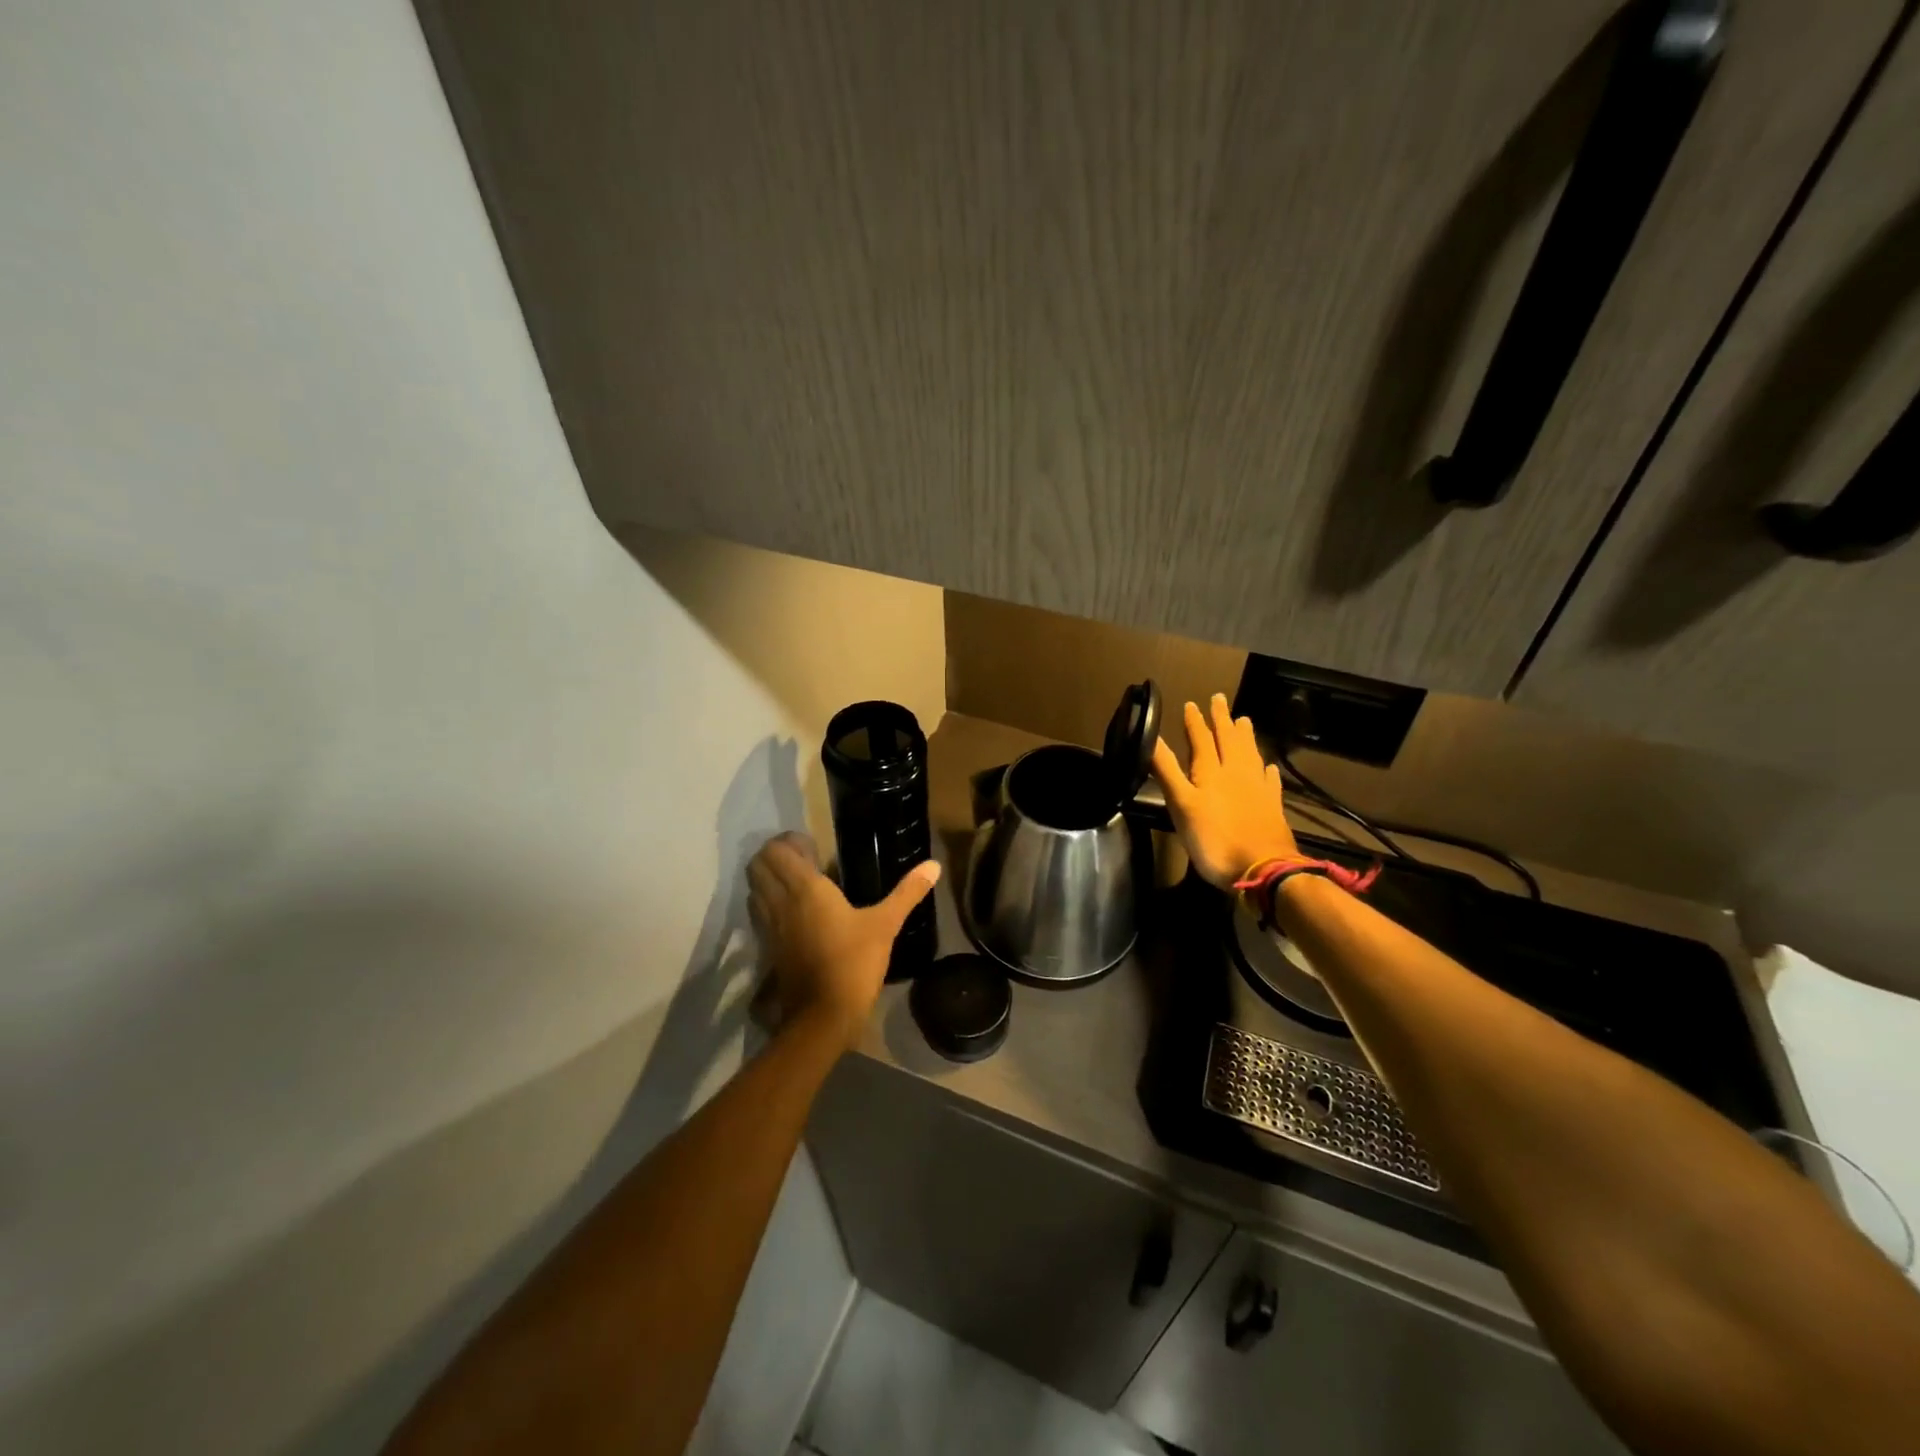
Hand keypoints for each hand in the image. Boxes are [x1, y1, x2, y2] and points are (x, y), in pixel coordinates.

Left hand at [747, 832, 940, 1048]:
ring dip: (768, 878)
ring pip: (754, 889)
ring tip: (796, 881)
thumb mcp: (885, 925)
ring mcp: (770, 926)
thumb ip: (907, 892)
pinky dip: (767, 902)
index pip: (776, 852)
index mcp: (805, 889)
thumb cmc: (854, 963)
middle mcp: (780, 902)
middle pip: (758, 866)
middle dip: (774, 856)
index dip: (787, 841)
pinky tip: (792, 911)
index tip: (812, 844)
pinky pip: (758, 913)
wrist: (823, 1016)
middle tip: (802, 858)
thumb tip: (934, 865)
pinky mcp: (768, 948)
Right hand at [1150, 694, 1298, 889]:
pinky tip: (1268, 766)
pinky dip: (1267, 770)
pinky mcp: (1272, 807)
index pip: (1201, 739)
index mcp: (1210, 772)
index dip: (1195, 722)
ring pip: (1250, 754)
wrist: (1263, 869)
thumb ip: (1167, 771)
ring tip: (1244, 720)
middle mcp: (1236, 773)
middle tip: (1219, 699)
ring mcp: (1257, 789)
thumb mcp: (1181, 805)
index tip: (1191, 704)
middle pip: (1228, 741)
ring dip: (1245, 737)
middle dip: (1222, 720)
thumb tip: (1152, 738)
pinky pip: (1270, 781)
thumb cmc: (1214, 839)